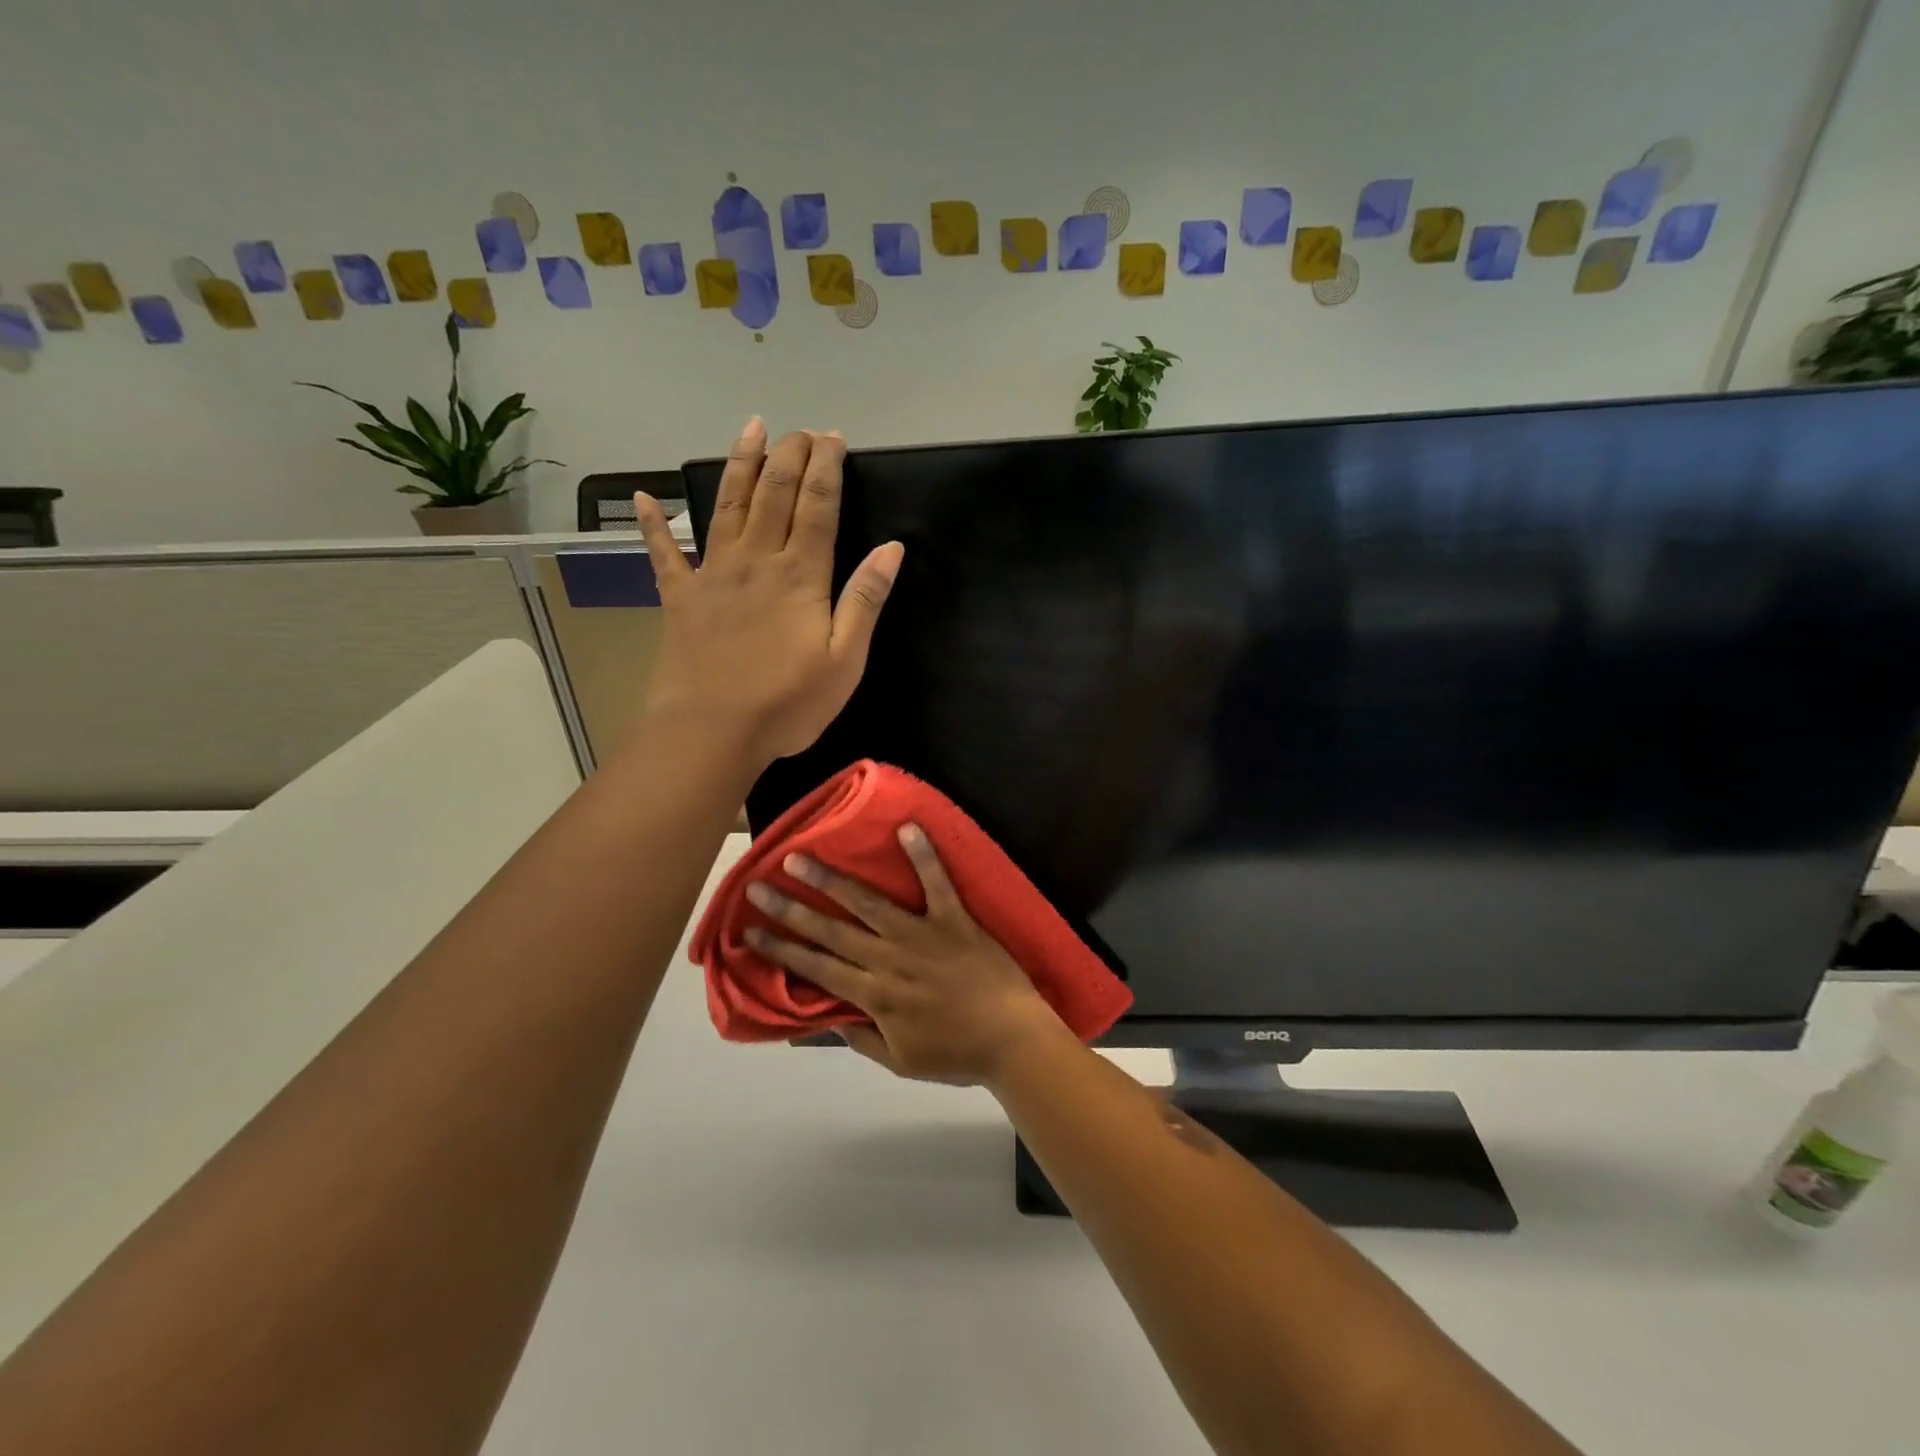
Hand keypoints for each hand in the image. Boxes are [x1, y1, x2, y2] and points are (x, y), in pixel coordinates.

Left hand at [634, 418, 904, 767]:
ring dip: (740, 465)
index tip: (834, 438)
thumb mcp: (845, 660)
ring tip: (751, 428)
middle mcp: (756, 561)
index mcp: (800, 576)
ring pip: (727, 506)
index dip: (827, 469)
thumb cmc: (787, 703)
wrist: (712, 733)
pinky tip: (646, 498)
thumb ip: (865, 600)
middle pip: (774, 494)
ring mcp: (713, 575)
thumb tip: (892, 548)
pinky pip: (664, 554)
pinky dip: (654, 525)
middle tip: (802, 430)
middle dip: (790, 455)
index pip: (818, 507)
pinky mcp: (680, 598)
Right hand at [744, 825, 1066, 1085]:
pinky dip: (923, 855)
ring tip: (800, 857)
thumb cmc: (958, 1053)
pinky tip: (907, 826)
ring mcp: (922, 935)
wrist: (1014, 1040)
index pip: (816, 968)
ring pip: (868, 903)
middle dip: (790, 909)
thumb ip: (862, 1037)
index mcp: (875, 995)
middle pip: (831, 930)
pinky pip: (937, 883)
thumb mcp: (900, 1061)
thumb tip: (826, 1015)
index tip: (749, 932)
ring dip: (832, 880)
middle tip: (757, 886)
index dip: (780, 950)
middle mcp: (890, 959)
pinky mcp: (954, 919)